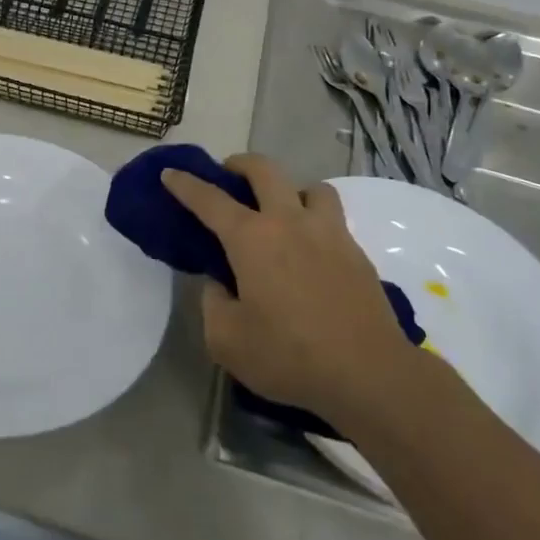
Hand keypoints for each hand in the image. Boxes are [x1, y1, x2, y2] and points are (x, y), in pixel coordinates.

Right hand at [162, 154, 412, 425]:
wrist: (369, 374)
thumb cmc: (289, 356)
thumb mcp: (226, 340)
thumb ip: (213, 303)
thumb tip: (220, 284)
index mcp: (252, 239)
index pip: (210, 200)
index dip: (185, 184)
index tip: (170, 173)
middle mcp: (290, 223)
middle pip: (265, 170)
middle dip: (240, 164)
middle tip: (228, 174)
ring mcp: (329, 233)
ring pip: (310, 187)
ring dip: (290, 189)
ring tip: (281, 211)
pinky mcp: (356, 252)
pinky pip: (332, 218)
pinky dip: (314, 219)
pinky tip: (309, 249)